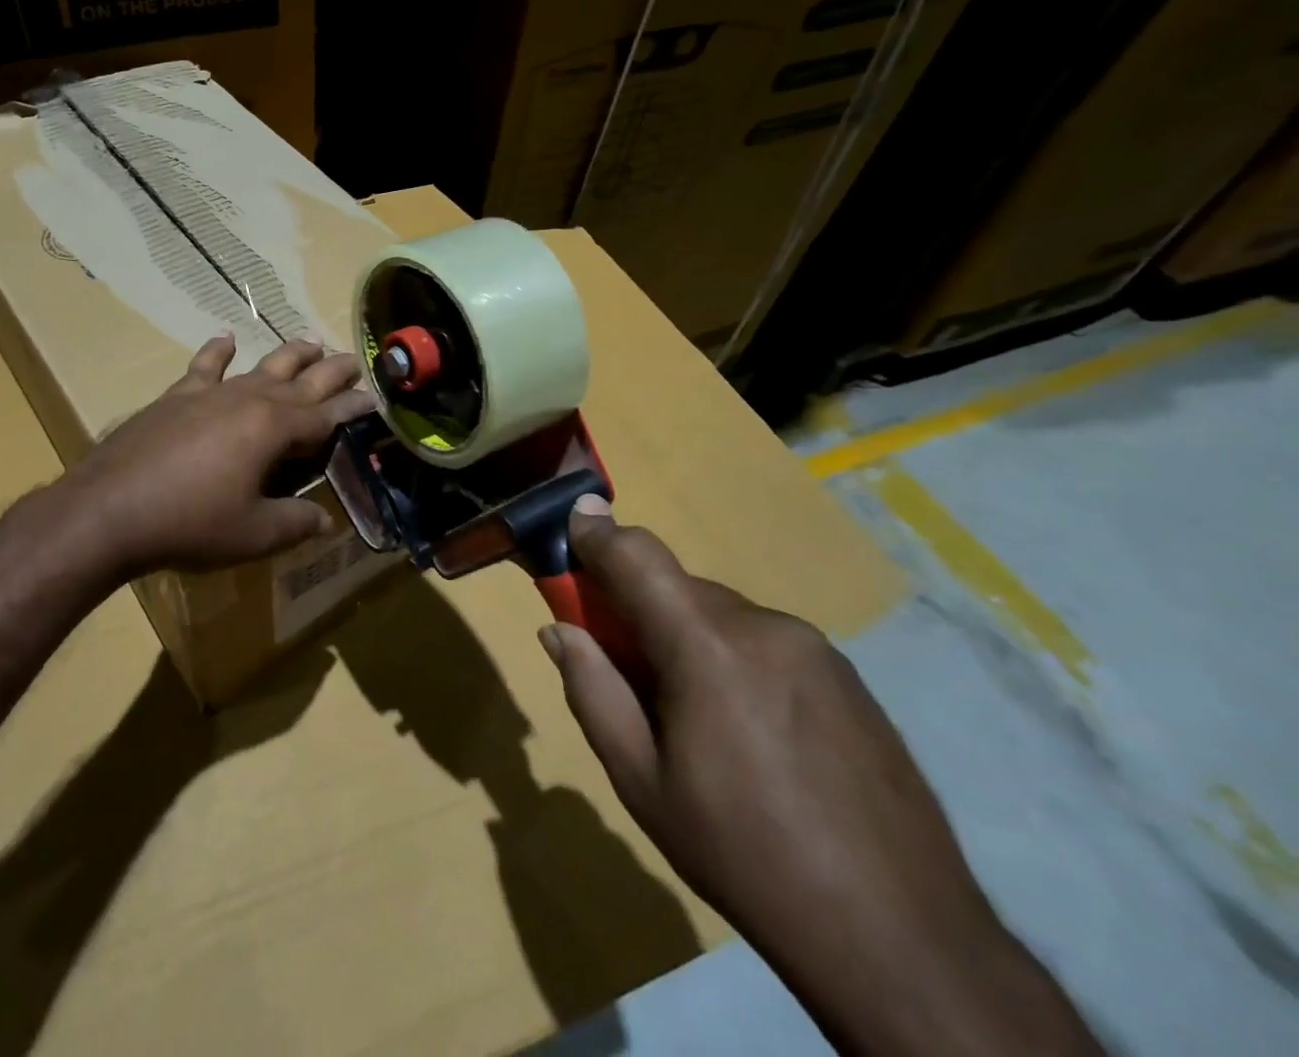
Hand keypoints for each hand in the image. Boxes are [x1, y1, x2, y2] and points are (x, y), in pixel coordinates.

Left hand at [60, 335, 374, 578]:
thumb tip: (325, 520)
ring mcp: (211, 394)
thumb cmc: (189, 523)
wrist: (108, 509)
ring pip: (261, 365)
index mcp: (274, 428)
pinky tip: (226, 337)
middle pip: (300, 379)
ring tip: (311, 341)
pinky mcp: (177, 397)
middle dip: (331, 370)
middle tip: (354, 359)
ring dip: (289, 354)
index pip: (326, 414)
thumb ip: (295, 523)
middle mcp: (249, 400)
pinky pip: (204, 366)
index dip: (353, 406)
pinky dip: (218, 350)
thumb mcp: (253, 534)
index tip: (374, 397)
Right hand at [540, 496, 1100, 1056]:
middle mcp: (763, 626)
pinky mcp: (848, 676)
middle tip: (627, 666)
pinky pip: (767, 642)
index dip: (598, 534)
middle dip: (641, 608)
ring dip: (690, 637)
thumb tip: (559, 630)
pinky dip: (736, 658)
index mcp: (706, 646)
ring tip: (698, 717)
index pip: (637, 556)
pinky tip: (754, 732)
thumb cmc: (745, 855)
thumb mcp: (642, 782)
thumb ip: (592, 691)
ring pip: (723, 615)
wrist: (902, 939)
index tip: (572, 522)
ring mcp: (815, 648)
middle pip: (678, 587)